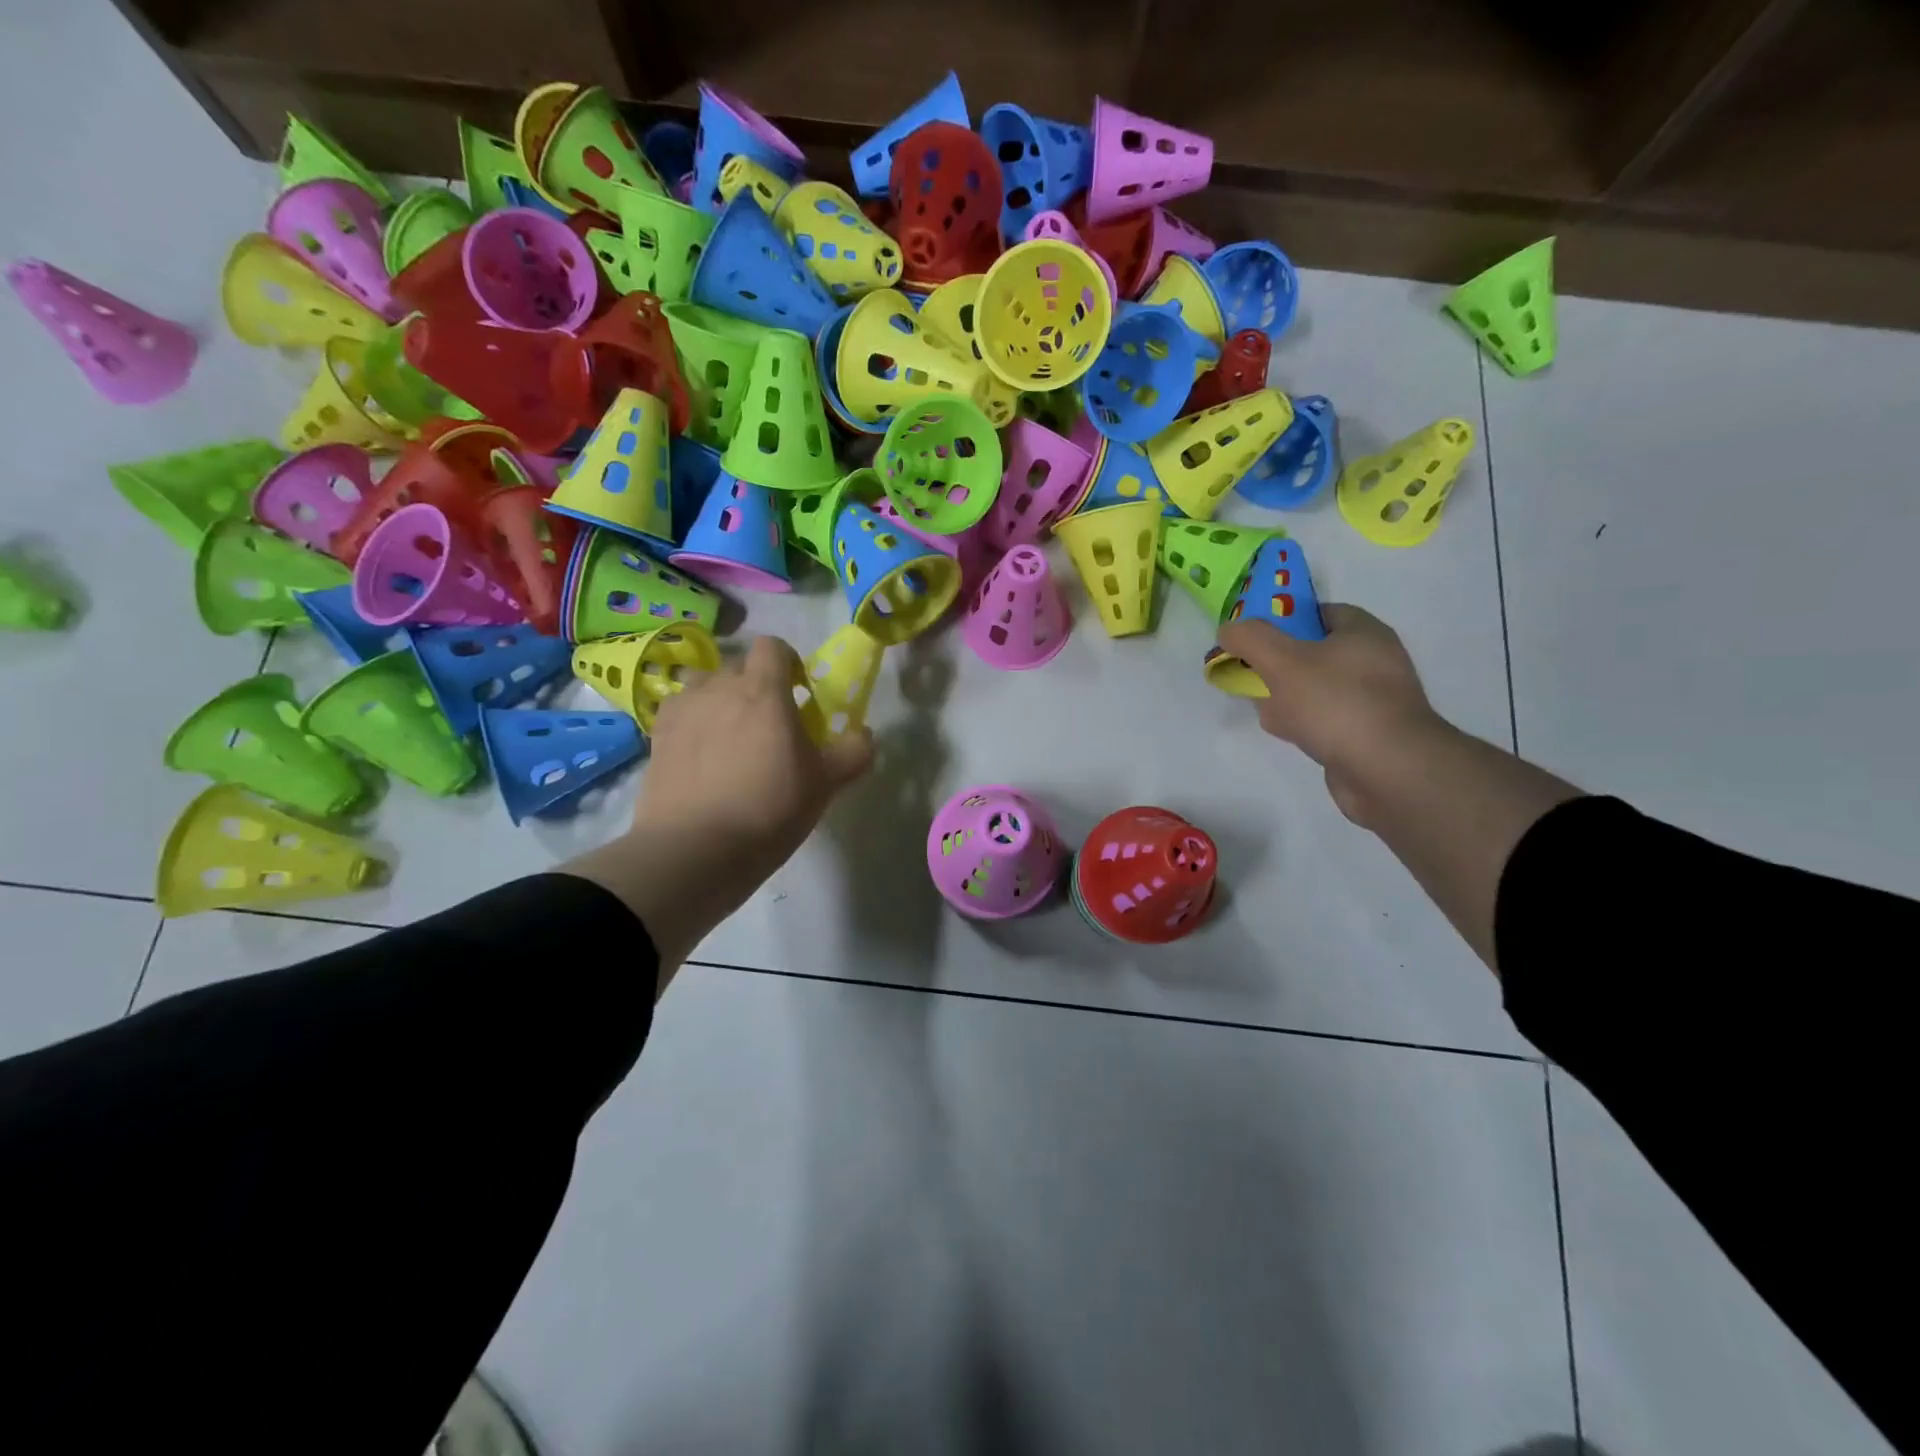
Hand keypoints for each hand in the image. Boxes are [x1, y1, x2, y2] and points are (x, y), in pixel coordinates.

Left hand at [637, 634, 872, 869]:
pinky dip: (692, 722)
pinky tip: (699, 754)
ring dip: (719, 698)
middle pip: (738, 665)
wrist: (696, 849)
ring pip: (703, 685)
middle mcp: (718, 687)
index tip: (798, 691)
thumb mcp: (825, 784)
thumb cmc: (769, 808)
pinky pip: (678, 712)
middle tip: (768, 722)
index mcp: (763, 690)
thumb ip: (852, 752)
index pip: (772, 646)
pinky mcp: (657, 736)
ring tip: (728, 735)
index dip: (788, 661)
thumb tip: (865, 735)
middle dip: (754, 684)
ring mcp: (682, 710)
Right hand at [1217, 605, 1439, 823]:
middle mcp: (1375, 662)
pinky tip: (1287, 734)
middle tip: (1252, 674)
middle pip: (1314, 653)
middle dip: (1278, 664)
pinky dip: (1304, 724)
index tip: (1255, 638)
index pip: (1320, 613)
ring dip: (1286, 697)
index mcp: (1364, 633)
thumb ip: (1250, 639)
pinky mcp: (1367, 735)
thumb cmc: (1335, 703)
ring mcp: (1373, 701)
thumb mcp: (1282, 660)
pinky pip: (1326, 720)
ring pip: (1316, 689)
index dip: (1285, 620)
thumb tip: (1229, 630)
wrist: (1387, 770)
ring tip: (1264, 709)